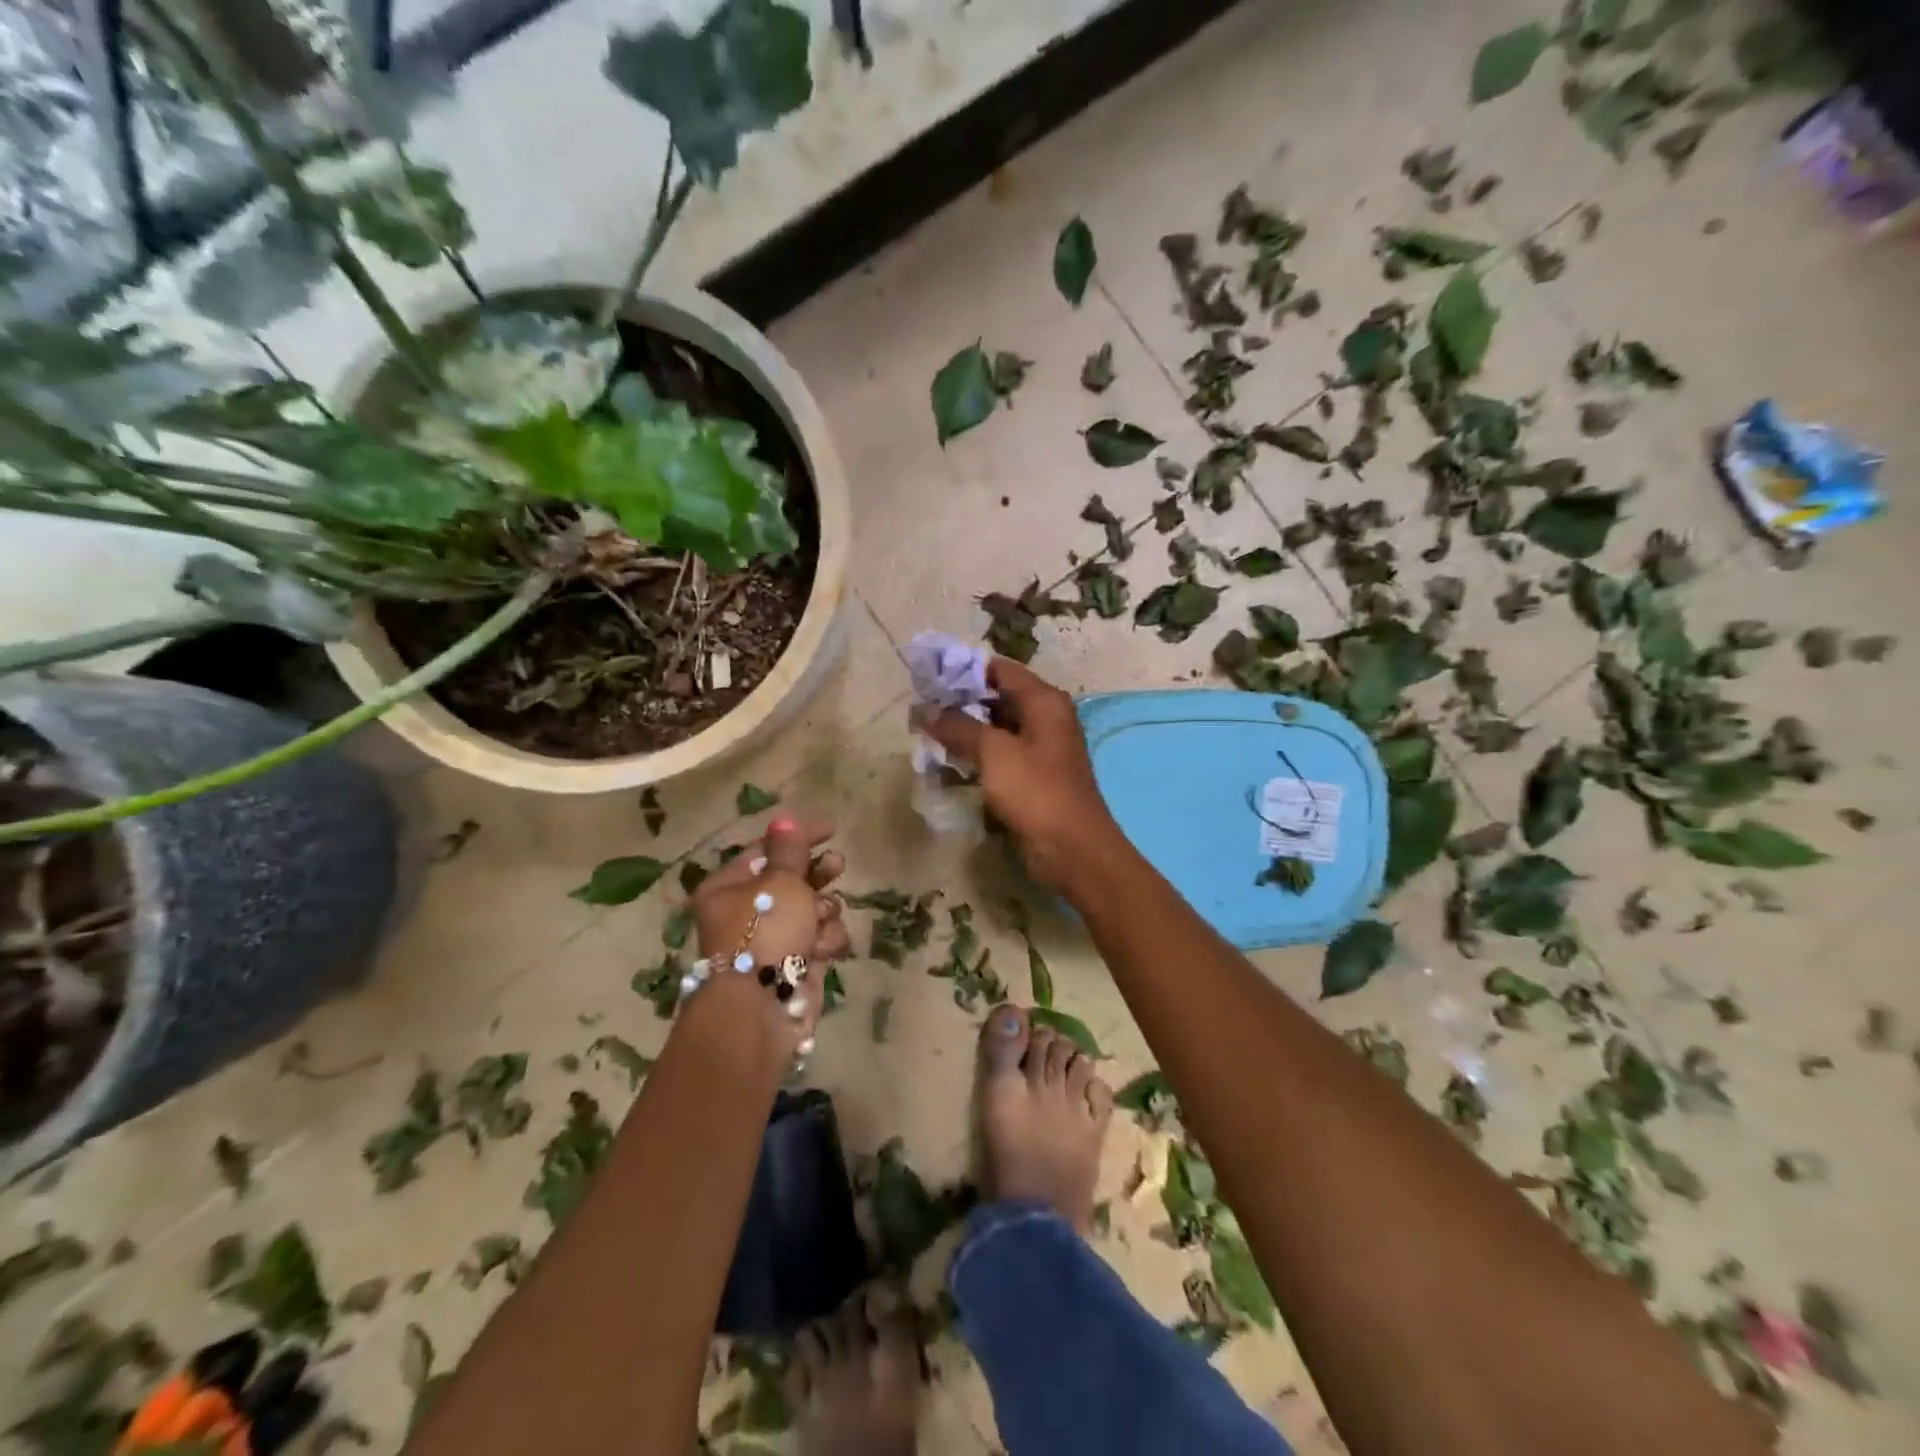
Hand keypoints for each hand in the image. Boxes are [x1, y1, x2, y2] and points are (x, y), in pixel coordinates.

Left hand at [689, 817, 849, 1050]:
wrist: (761, 1009)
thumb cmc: (763, 932)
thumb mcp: (780, 881)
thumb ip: (789, 850)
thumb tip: (783, 820)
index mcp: (729, 887)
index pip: (765, 850)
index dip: (797, 837)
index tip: (831, 830)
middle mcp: (746, 912)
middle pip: (791, 880)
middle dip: (817, 875)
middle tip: (837, 867)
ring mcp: (772, 940)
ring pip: (812, 910)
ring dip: (823, 913)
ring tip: (820, 922)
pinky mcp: (795, 965)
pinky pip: (820, 939)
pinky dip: (825, 942)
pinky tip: (821, 951)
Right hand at [918, 657, 1118, 890]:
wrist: (1071, 849)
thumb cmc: (1035, 792)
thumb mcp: (994, 753)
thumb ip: (959, 727)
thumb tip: (926, 710)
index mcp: (1044, 701)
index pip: (999, 669)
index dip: (964, 669)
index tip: (928, 677)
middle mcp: (1046, 718)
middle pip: (998, 697)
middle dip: (960, 702)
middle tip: (922, 708)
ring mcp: (1041, 749)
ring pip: (997, 728)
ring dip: (966, 730)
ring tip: (928, 733)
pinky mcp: (1034, 776)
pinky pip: (1001, 755)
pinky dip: (977, 755)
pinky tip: (949, 761)